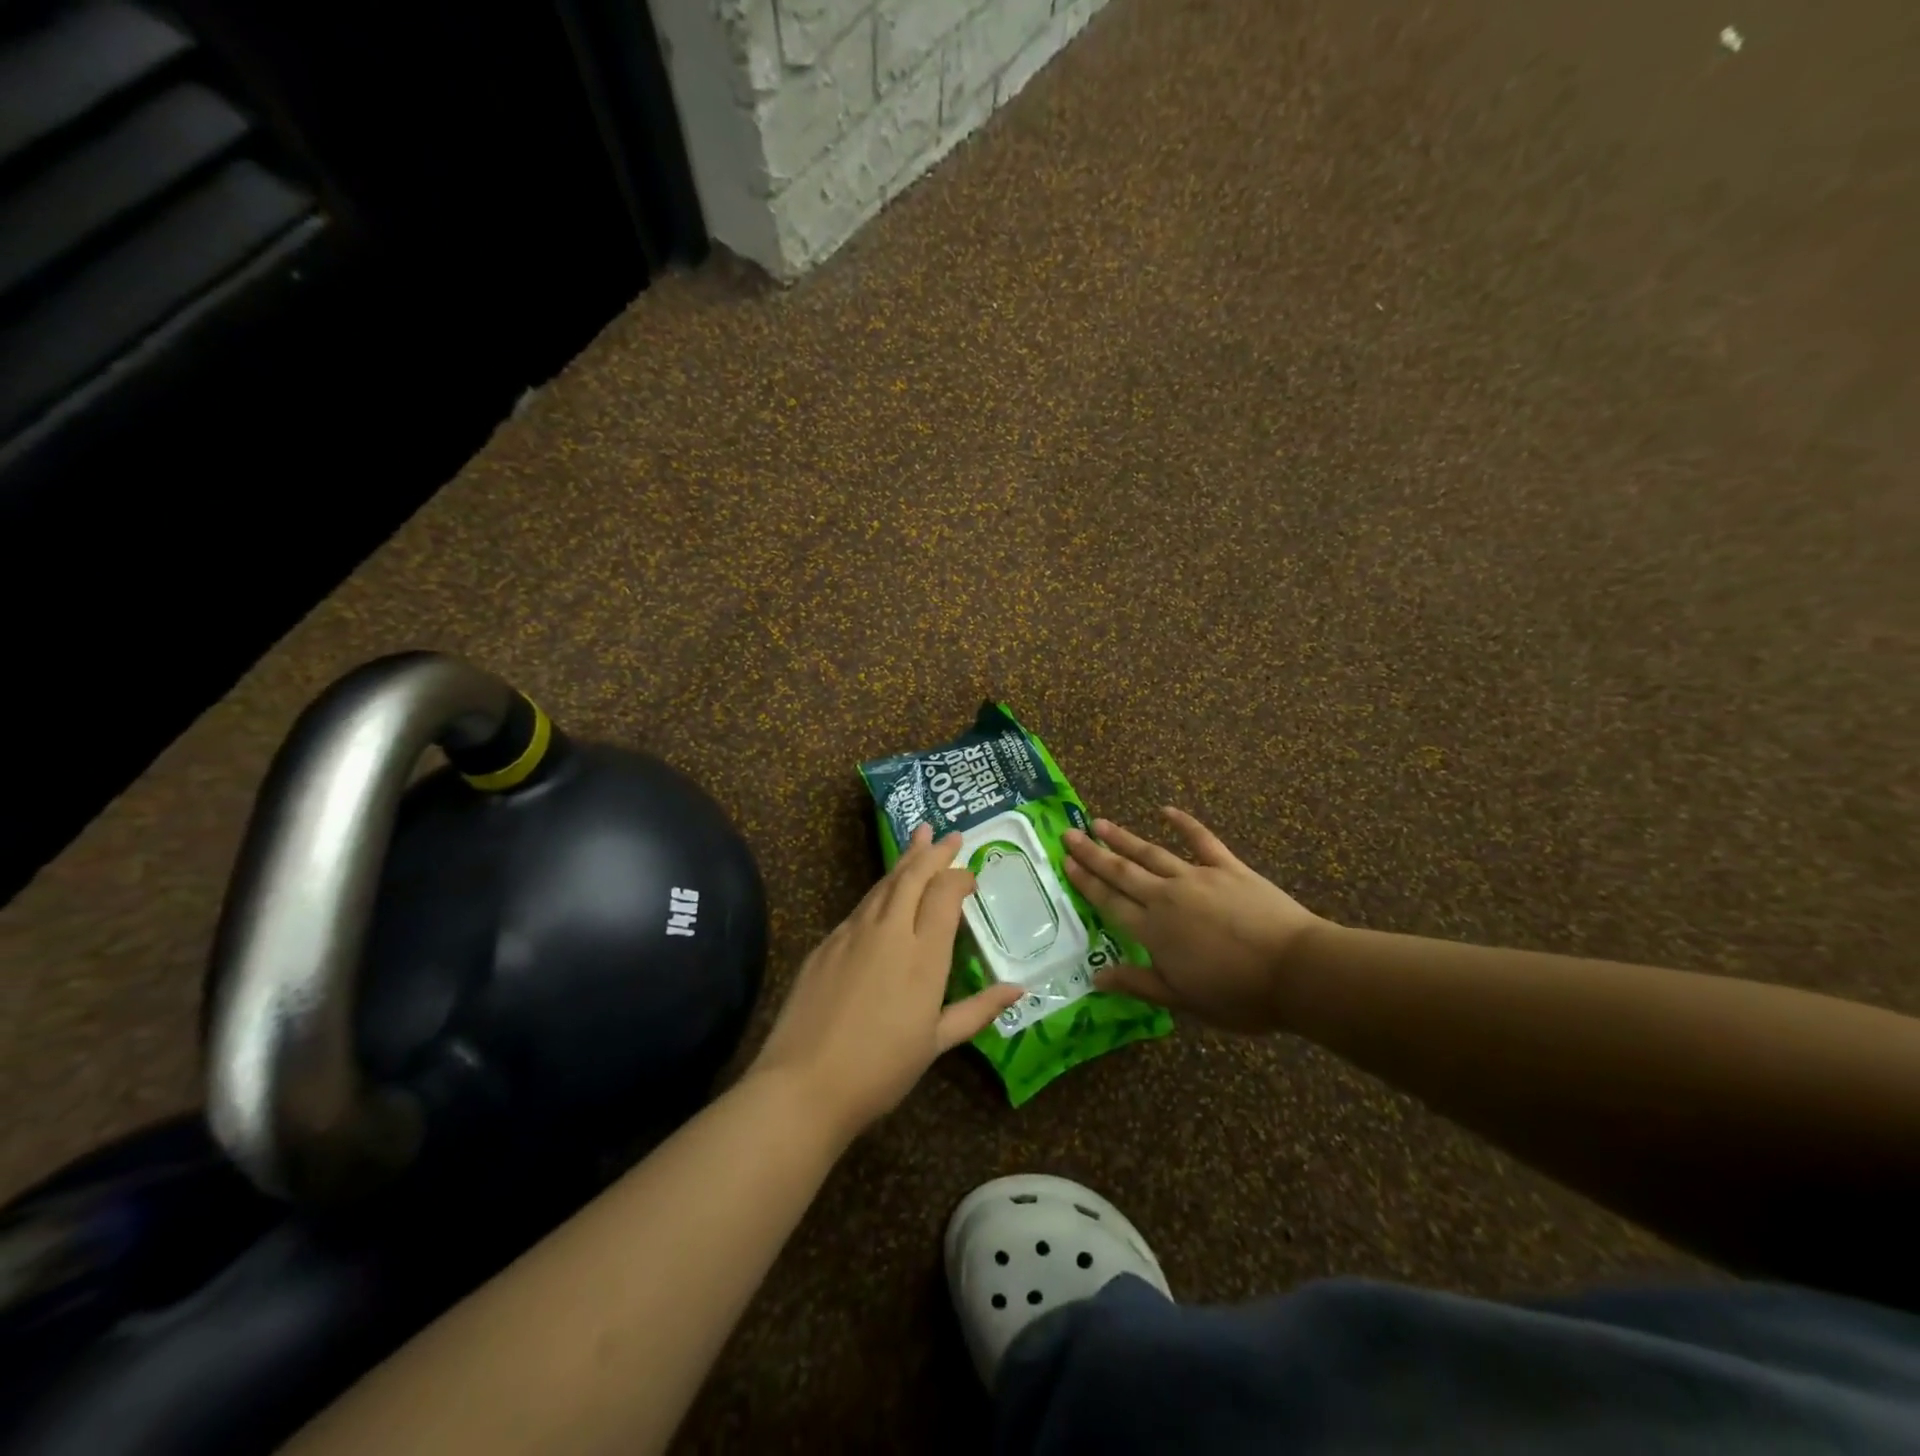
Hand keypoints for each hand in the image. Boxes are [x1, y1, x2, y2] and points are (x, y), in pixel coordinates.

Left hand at [749, 825, 1022, 1140]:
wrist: (803, 1084)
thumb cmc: (880, 1069)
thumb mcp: (936, 1043)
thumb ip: (977, 1010)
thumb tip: (1018, 990)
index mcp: (923, 955)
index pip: (945, 894)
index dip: (959, 877)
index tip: (970, 875)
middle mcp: (889, 931)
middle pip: (913, 877)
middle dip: (933, 852)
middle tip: (950, 834)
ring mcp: (853, 933)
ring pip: (884, 884)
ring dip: (905, 860)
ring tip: (919, 839)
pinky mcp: (826, 943)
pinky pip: (861, 906)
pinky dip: (880, 890)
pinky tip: (884, 892)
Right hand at [1064, 808, 1326, 1033]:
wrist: (1296, 971)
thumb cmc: (1238, 994)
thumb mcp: (1183, 1000)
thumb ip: (1138, 983)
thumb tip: (1095, 976)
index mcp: (1153, 930)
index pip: (1110, 901)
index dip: (1086, 882)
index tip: (1065, 863)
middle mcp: (1167, 897)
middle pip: (1122, 871)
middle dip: (1093, 853)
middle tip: (1069, 834)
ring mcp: (1198, 877)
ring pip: (1151, 852)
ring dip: (1123, 837)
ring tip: (1100, 822)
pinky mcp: (1229, 868)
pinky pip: (1202, 840)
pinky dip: (1184, 823)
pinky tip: (1167, 810)